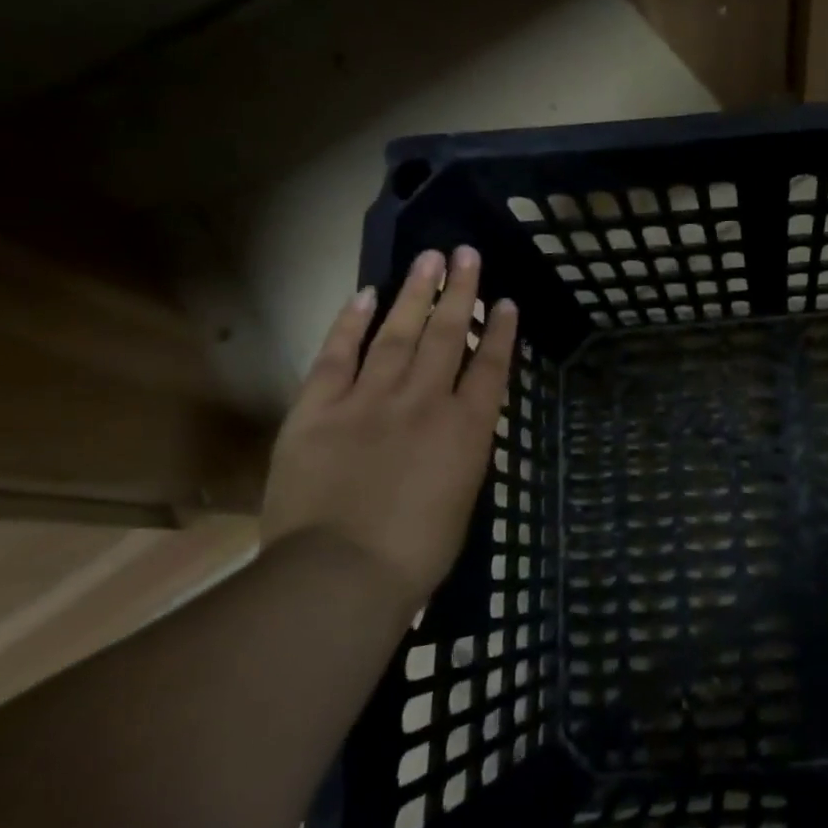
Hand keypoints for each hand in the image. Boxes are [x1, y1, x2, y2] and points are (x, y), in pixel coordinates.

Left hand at [261, 247, 518, 602]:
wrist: (339, 574)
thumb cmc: (415, 552)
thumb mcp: (462, 498)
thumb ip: (462, 451)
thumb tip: (458, 423)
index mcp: (466, 429)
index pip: (491, 366)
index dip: (500, 331)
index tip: (506, 301)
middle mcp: (425, 401)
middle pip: (447, 334)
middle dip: (461, 291)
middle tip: (466, 254)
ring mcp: (370, 399)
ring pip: (399, 332)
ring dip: (416, 292)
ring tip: (429, 259)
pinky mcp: (320, 407)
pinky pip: (338, 354)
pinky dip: (353, 322)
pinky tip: (367, 294)